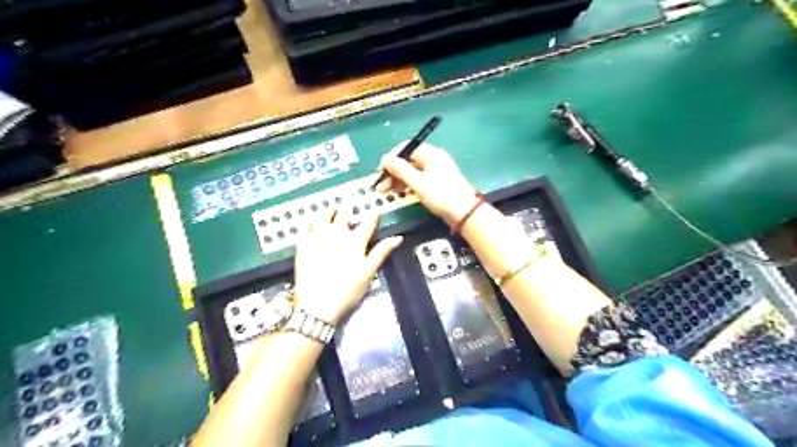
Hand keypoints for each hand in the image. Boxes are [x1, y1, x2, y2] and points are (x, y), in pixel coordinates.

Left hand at [292, 207, 401, 322]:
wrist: (318, 305)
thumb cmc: (348, 290)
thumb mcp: (369, 272)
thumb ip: (382, 252)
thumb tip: (398, 237)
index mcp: (356, 241)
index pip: (368, 223)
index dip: (372, 215)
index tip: (374, 210)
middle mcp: (337, 234)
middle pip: (344, 214)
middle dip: (348, 208)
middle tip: (350, 205)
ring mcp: (318, 237)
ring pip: (323, 216)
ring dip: (329, 211)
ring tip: (331, 210)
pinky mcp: (303, 245)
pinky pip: (305, 227)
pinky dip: (309, 222)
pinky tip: (311, 222)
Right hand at [379, 144, 479, 223]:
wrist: (465, 213)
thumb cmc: (442, 195)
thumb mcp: (418, 183)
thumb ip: (400, 170)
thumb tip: (385, 159)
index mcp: (430, 154)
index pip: (405, 148)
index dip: (390, 158)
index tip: (380, 172)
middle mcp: (433, 159)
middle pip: (407, 160)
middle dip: (392, 172)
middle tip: (381, 187)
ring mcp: (435, 171)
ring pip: (411, 171)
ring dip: (398, 180)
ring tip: (388, 193)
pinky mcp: (436, 182)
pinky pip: (418, 179)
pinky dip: (408, 185)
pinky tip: (401, 194)